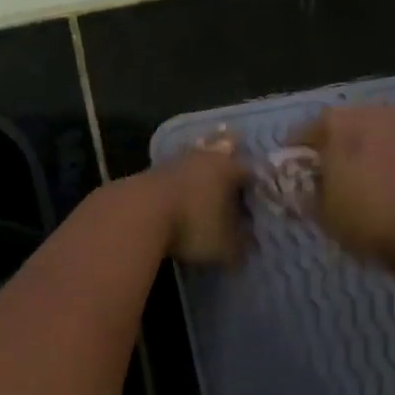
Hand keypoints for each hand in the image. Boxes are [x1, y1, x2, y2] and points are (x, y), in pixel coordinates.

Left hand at [145, 132, 249, 264]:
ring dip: (201, 158)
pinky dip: (180, 174)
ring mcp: (176, 160)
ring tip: (205, 162)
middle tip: (235, 149)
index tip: (258, 193)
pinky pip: (174, 168)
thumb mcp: (223, 246)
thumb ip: (239, 246)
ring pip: (195, 153)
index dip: (256, 183)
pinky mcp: (151, 169)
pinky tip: (179, 181)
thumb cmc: (192, 225)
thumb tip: (248, 246)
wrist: (136, 212)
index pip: (249, 171)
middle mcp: (205, 157)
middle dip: (229, 150)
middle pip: (222, 148)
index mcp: (229, 169)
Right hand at [292, 106, 394, 266]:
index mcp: (335, 124)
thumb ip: (308, 198)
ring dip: (371, 158)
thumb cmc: (373, 216)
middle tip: (334, 185)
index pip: (301, 135)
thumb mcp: (326, 216)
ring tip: (373, 192)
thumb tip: (303, 190)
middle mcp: (371, 111)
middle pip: (343, 132)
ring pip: (378, 139)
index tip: (295, 179)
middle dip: (336, 154)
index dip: (295, 159)